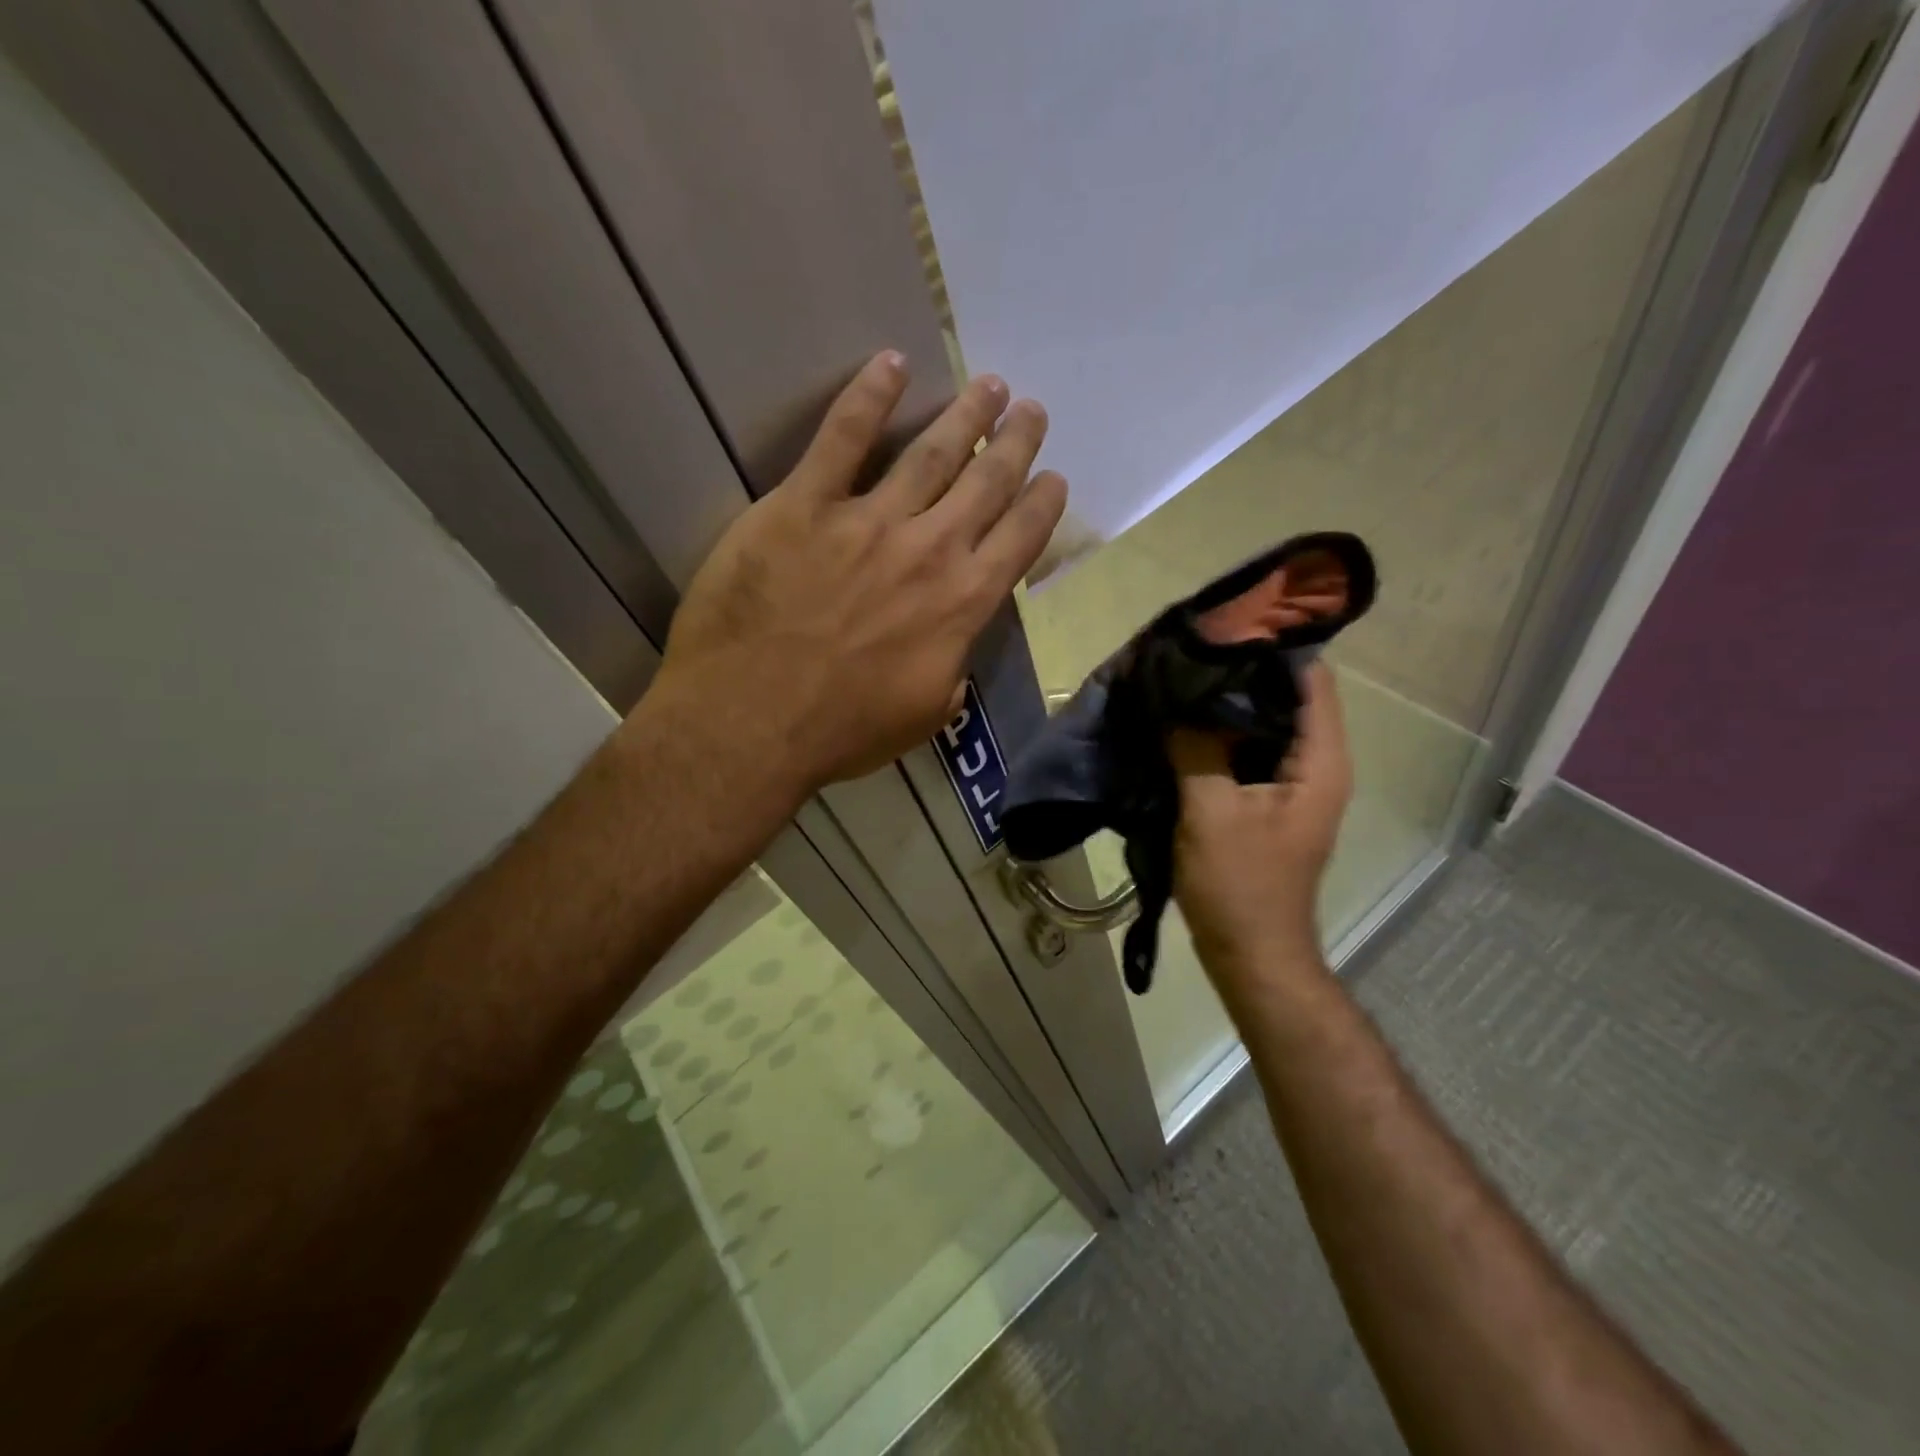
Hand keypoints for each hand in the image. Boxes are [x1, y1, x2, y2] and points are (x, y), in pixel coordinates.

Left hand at [647, 350, 1066, 801]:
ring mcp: (866, 522)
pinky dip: (869, 396)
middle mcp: (928, 551)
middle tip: (1030, 410)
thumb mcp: (921, 717)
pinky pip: (842, 437)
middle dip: (1013, 443)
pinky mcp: (803, 505)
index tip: (1053, 478)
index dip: (1041, 504)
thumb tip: (956, 648)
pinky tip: (892, 364)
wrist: (751, 723)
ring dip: (965, 414)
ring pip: (930, 453)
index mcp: (960, 605)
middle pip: (985, 483)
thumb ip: (951, 672)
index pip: (1019, 540)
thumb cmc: (840, 732)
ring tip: (988, 385)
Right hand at [1170, 662, 1352, 982]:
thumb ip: (1196, 747)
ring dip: (1226, 704)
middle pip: (1286, 697)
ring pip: (1264, 725)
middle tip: (1190, 651)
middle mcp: (1317, 765)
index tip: (1221, 627)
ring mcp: (1293, 785)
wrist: (1250, 955)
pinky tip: (1182, 724)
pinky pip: (1248, 752)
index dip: (1270, 647)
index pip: (1310, 679)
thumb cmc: (1239, 884)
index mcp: (1320, 761)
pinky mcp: (1268, 802)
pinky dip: (1220, 735)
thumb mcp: (1210, 810)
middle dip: (1240, 672)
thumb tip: (1177, 695)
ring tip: (1181, 679)